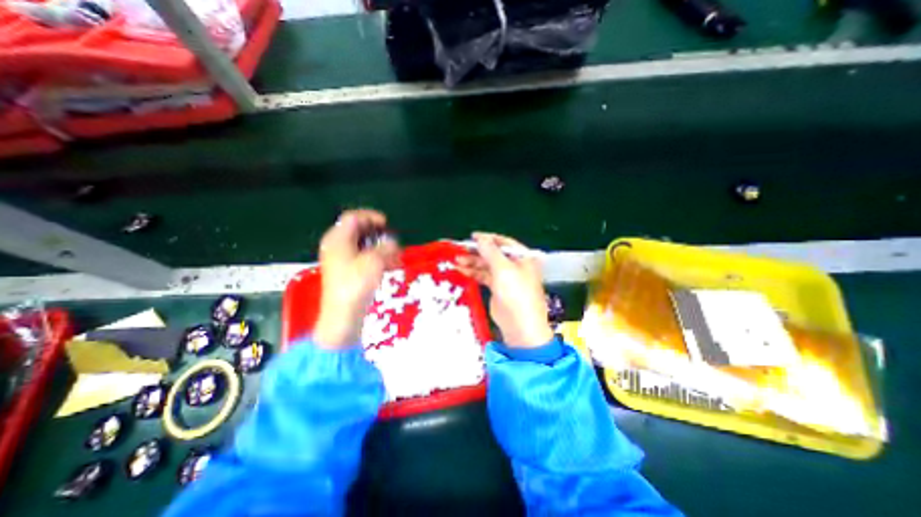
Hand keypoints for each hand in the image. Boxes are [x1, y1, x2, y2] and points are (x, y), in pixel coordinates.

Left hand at [314, 208, 398, 349]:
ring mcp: (339, 259)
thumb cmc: (356, 284)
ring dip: (378, 245)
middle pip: (356, 230)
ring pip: (360, 244)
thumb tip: (393, 242)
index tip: (388, 224)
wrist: (342, 315)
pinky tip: (388, 264)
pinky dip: (374, 256)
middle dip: (376, 232)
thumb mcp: (375, 261)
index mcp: (337, 238)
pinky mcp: (344, 271)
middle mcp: (335, 245)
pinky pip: (360, 256)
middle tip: (392, 238)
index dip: (371, 217)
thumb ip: (386, 247)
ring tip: (394, 253)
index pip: (353, 217)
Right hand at [455, 232, 548, 348]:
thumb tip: (481, 238)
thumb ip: (490, 251)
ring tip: (457, 260)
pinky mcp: (498, 289)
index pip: (503, 243)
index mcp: (523, 257)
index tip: (472, 237)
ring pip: (487, 265)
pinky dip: (474, 272)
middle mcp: (515, 265)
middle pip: (494, 254)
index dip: (487, 239)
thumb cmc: (516, 294)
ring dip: (473, 262)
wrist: (521, 326)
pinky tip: (463, 270)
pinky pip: (485, 276)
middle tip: (460, 250)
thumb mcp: (503, 269)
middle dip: (477, 252)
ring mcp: (506, 278)